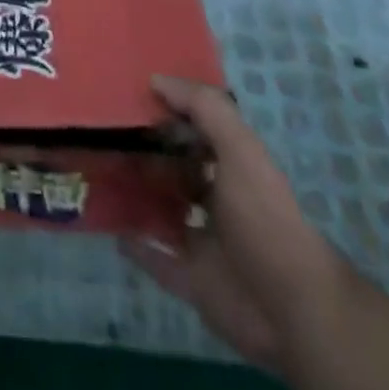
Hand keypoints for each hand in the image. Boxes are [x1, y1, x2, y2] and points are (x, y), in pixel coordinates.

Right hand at [120, 74, 346, 374]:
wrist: (292, 310)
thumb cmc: (265, 219)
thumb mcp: (240, 151)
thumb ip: (204, 109)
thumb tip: (156, 79)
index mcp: (233, 168)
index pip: (196, 130)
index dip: (167, 111)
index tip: (127, 95)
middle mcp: (218, 201)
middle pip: (175, 169)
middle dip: (144, 152)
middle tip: (100, 132)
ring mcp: (204, 242)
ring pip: (162, 210)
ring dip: (136, 194)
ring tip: (96, 170)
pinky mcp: (192, 280)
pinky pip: (155, 257)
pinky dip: (134, 244)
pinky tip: (108, 223)